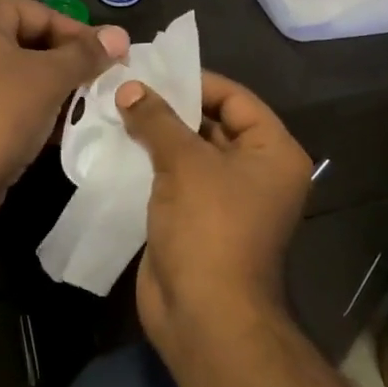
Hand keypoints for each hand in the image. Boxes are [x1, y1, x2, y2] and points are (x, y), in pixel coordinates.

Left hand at [0, 0, 128, 233]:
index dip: (82, 37)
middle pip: (28, 41)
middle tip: (104, 83)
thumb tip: (120, 35)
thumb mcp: (50, 78)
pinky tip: (60, 128)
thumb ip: (86, 54)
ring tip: (88, 107)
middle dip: (68, 65)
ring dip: (52, 89)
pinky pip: (0, 96)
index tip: (116, 59)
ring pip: (15, 72)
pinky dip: (29, 107)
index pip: (41, 14)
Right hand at [116, 72, 311, 358]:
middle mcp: (255, 171)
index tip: (153, 70)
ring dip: (155, 135)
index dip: (195, 82)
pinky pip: (173, 179)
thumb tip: (130, 88)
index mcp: (272, 152)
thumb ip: (158, 119)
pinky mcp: (196, 219)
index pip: (235, 98)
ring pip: (188, 152)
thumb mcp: (185, 163)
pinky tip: (116, 145)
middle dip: (169, 107)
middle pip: (211, 123)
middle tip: (126, 86)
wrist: (205, 316)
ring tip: (115, 109)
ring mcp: (225, 198)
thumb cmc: (210, 228)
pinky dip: (148, 163)